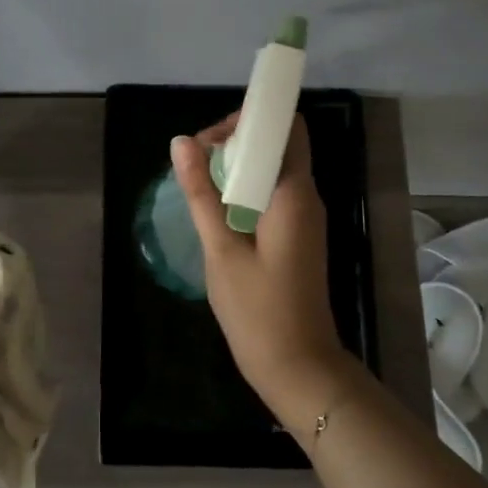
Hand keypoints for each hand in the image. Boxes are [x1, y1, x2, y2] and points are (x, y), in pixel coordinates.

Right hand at [169, 114, 354, 430]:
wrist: (298, 367)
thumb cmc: (258, 310)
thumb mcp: (221, 250)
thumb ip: (200, 193)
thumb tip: (180, 142)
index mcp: (294, 193)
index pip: (286, 127)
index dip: (251, 119)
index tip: (211, 138)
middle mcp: (306, 197)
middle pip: (277, 144)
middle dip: (236, 141)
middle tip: (195, 161)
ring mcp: (303, 218)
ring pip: (272, 169)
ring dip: (236, 166)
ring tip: (197, 182)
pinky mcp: (296, 235)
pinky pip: (271, 194)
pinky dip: (243, 189)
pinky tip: (214, 208)